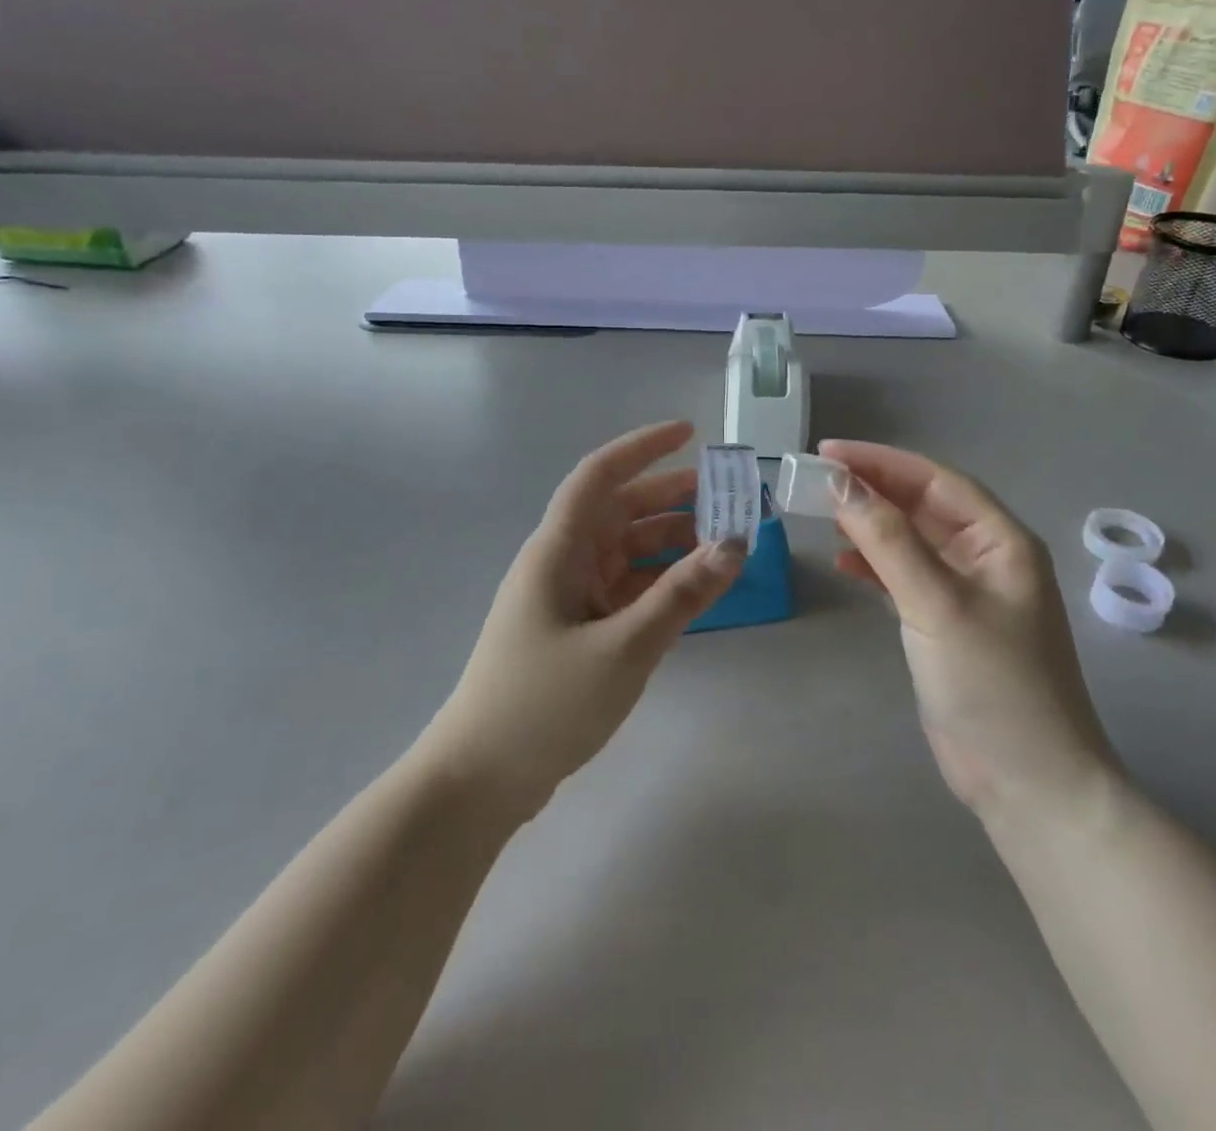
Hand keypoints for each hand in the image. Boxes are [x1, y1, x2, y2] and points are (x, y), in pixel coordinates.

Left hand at [425, 421, 744, 815]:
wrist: (479, 780)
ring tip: (723, 543)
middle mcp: (562, 562)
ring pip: (627, 550)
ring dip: (671, 541)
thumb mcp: (623, 648)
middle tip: (728, 496)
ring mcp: (569, 597)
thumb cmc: (543, 705)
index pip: (600, 476)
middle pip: (620, 510)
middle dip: (672, 497)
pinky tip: (696, 589)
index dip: (643, 447)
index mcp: (558, 550)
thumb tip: (736, 544)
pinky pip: (627, 588)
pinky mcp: (577, 629)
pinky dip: (661, 582)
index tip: (689, 433)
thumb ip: (680, 596)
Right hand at [820, 441, 1117, 818]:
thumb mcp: (937, 604)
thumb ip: (888, 540)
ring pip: (910, 540)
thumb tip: (840, 484)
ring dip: (869, 525)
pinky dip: (874, 565)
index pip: (934, 480)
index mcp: (1000, 540)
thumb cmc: (992, 684)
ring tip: (821, 515)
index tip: (827, 454)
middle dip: (871, 490)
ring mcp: (965, 592)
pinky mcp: (944, 623)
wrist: (1027, 781)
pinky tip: (844, 563)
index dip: (881, 462)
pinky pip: (904, 576)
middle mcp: (986, 557)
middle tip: (813, 480)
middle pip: (921, 506)